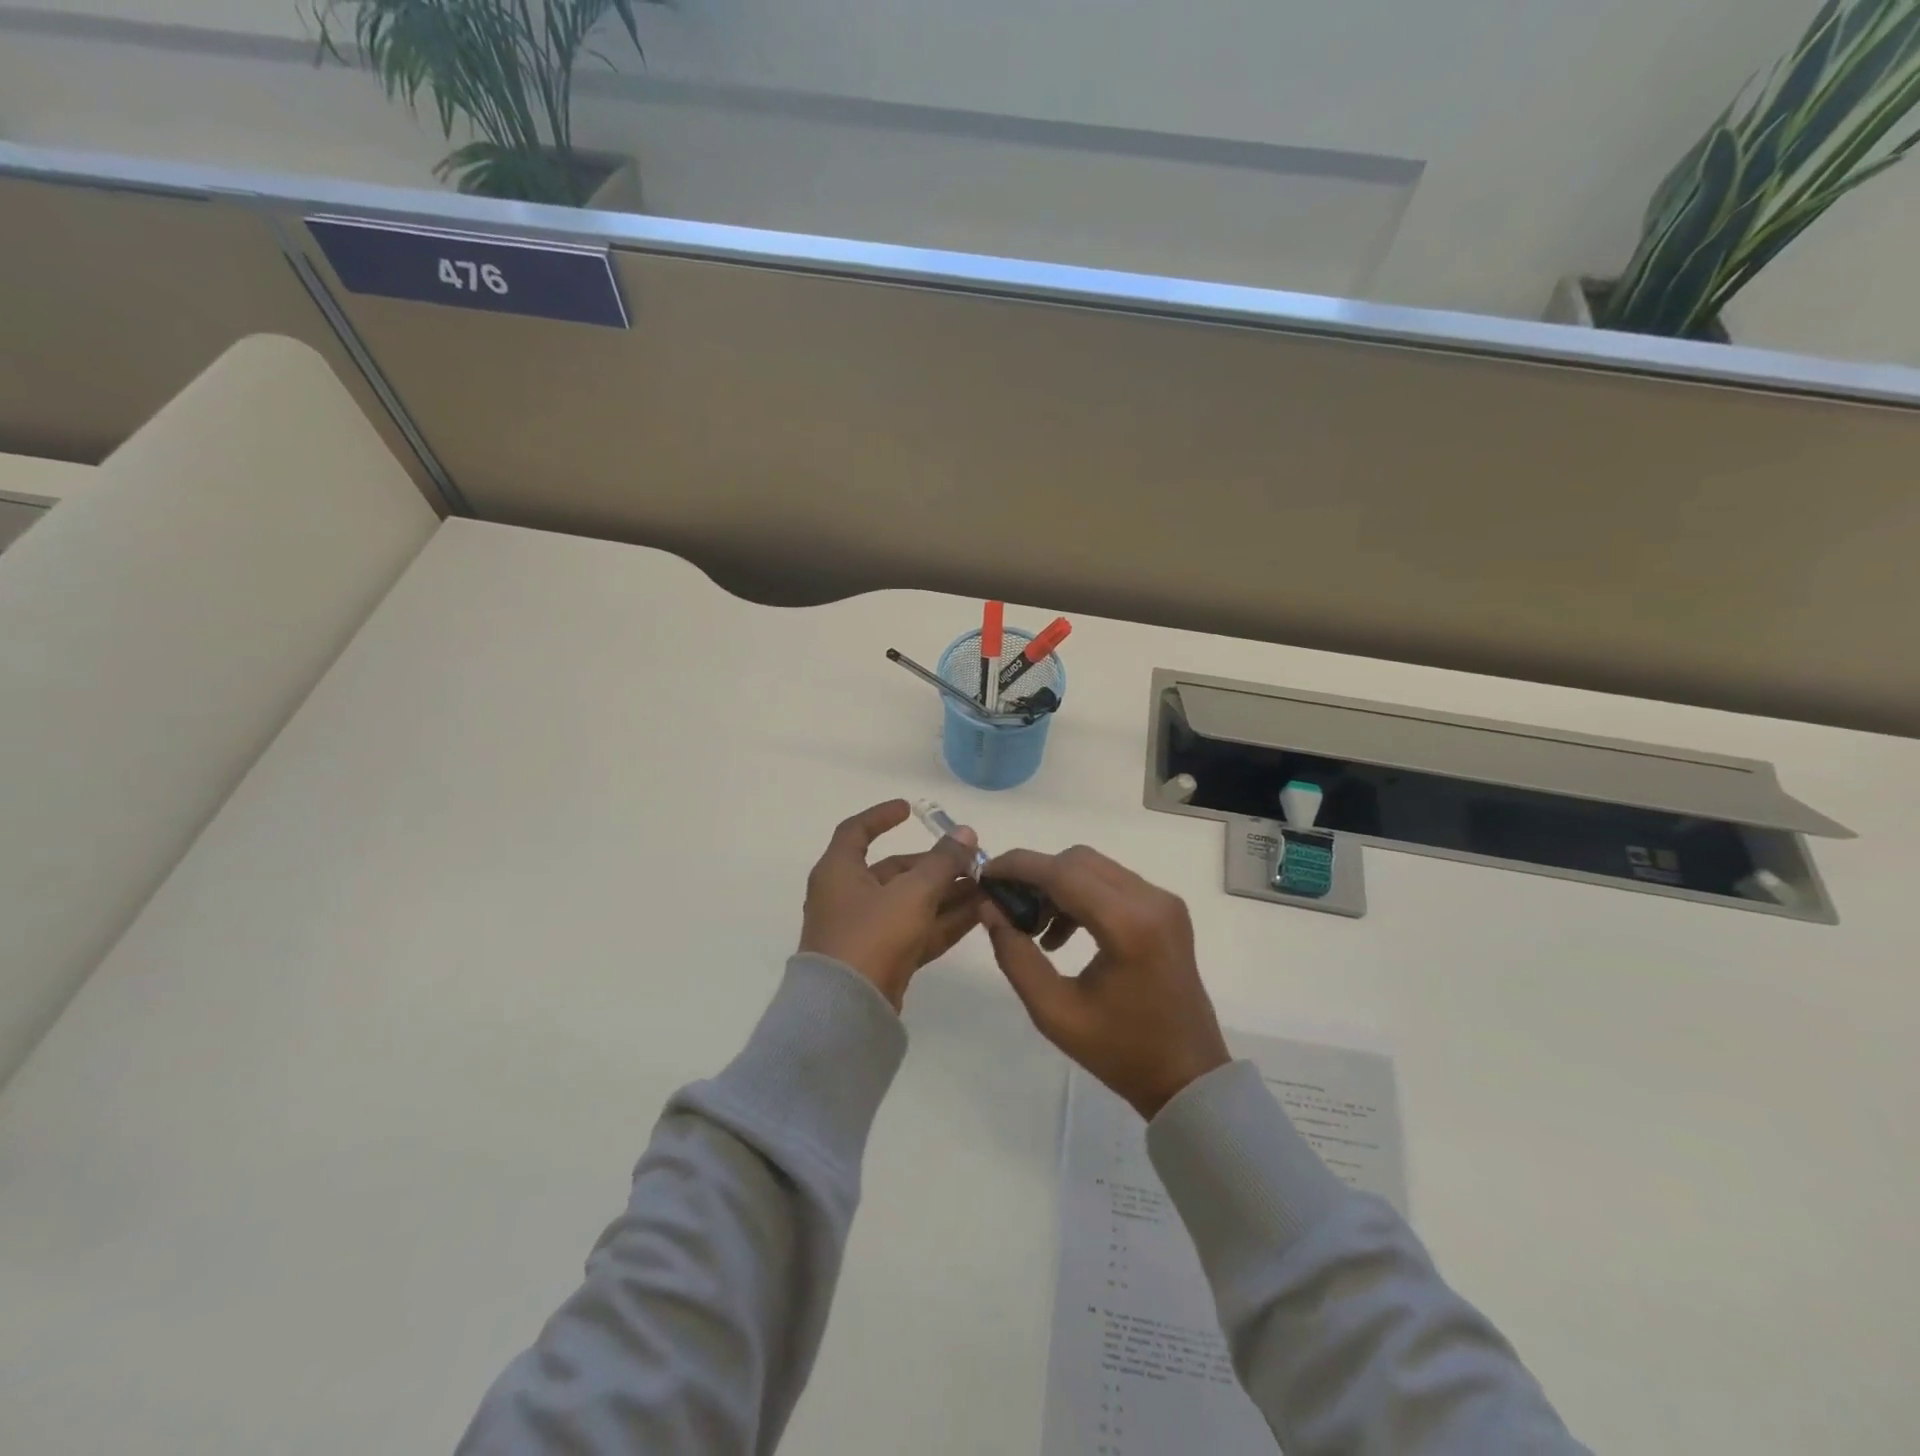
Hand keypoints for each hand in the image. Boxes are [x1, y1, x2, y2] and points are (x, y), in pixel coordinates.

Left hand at [798, 800, 982, 1010]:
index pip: (856, 831)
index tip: (911, 809)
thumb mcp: (912, 892)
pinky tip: (979, 914)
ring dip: (946, 894)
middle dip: (935, 865)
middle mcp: (848, 896)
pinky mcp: (882, 959)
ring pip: (911, 903)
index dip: (882, 817)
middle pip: (895, 871)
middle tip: (973, 861)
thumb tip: (966, 833)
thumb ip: (943, 862)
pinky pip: (916, 930)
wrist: (846, 1010)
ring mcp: (865, 930)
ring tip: (986, 887)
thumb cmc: (871, 934)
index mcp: (839, 871)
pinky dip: (943, 921)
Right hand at [979, 846, 1229, 1118]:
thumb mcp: (1054, 1012)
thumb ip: (1016, 956)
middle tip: (1006, 905)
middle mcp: (1151, 900)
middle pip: (1079, 861)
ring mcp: (1163, 902)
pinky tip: (1062, 933)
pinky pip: (1112, 883)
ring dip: (1058, 885)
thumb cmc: (1120, 1051)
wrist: (1188, 1077)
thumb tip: (989, 909)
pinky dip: (1081, 895)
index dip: (1019, 867)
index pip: (1063, 872)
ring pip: (1095, 868)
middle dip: (1036, 874)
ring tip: (1033, 927)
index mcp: (1128, 925)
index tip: (985, 874)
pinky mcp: (1166, 910)